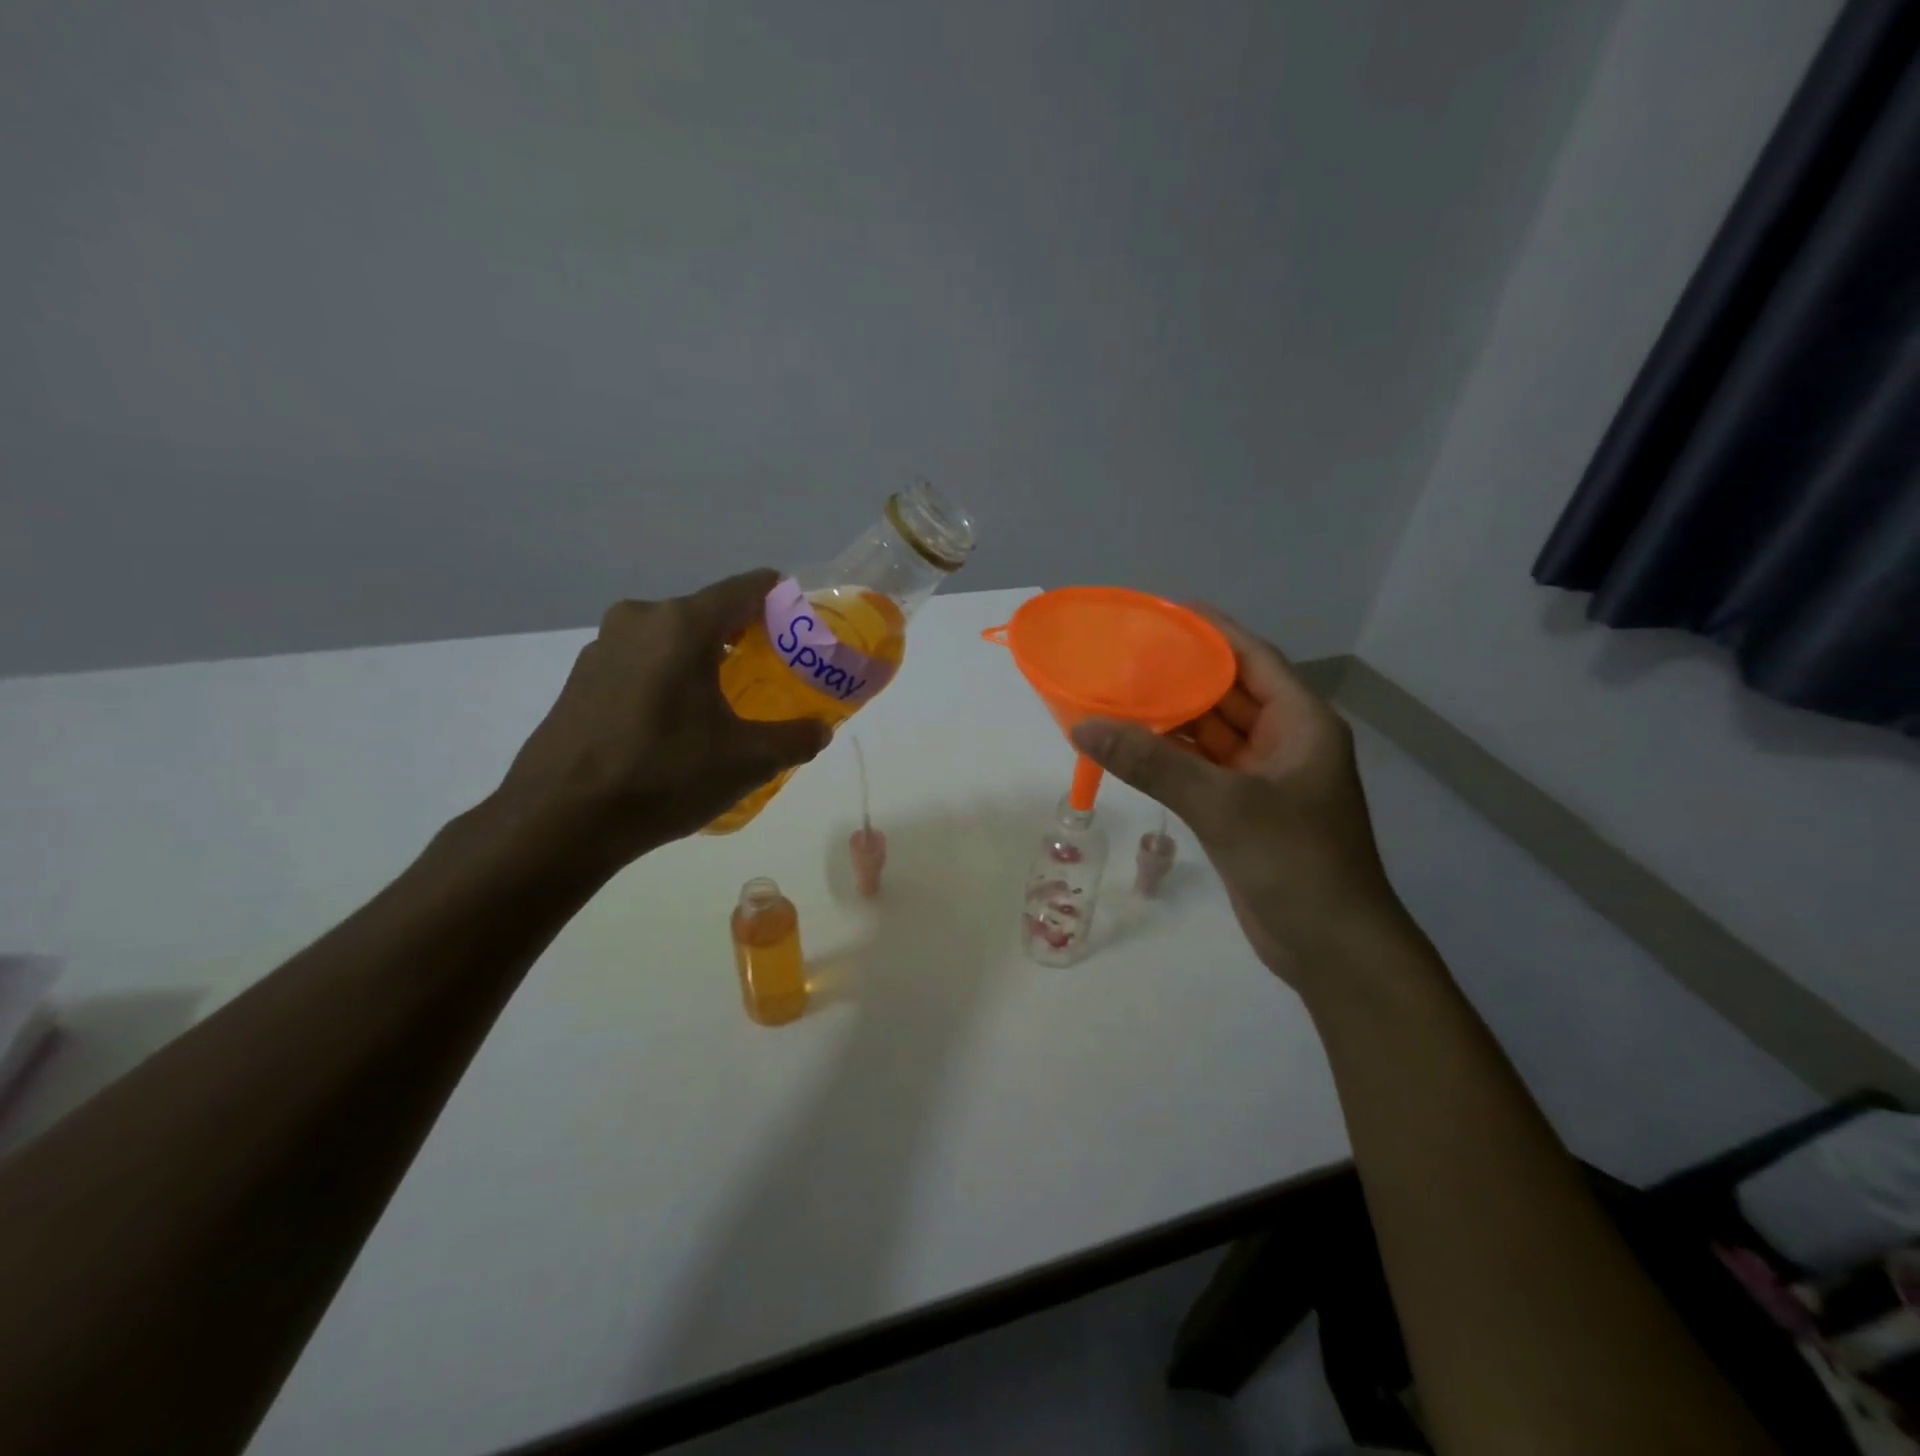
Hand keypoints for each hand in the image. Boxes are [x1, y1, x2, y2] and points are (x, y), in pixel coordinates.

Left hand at [489, 570, 829, 870]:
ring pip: (672, 639)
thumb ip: (796, 738)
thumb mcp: (748, 761)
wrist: (559, 820)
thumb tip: (821, 729)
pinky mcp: (581, 678)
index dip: (783, 601)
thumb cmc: (663, 776)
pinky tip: (679, 723)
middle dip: (746, 638)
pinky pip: (642, 662)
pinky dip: (670, 678)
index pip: (748, 588)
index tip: (803, 629)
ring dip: (705, 659)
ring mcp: (603, 647)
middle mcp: (640, 620)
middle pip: (709, 613)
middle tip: (773, 673)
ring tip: (728, 702)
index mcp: (683, 624)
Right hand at [1070, 609, 1425, 995]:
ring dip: (1168, 719)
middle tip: (1120, 656)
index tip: (1159, 612)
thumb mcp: (1224, 805)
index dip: (1209, 631)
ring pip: (1209, 733)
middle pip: (1226, 692)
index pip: (1251, 657)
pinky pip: (1201, 769)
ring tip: (1114, 695)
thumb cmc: (1296, 863)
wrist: (1331, 948)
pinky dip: (1169, 758)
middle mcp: (1284, 741)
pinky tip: (1130, 748)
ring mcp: (1264, 778)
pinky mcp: (1244, 810)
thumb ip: (1153, 763)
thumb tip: (1085, 727)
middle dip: (1177, 674)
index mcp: (1300, 722)